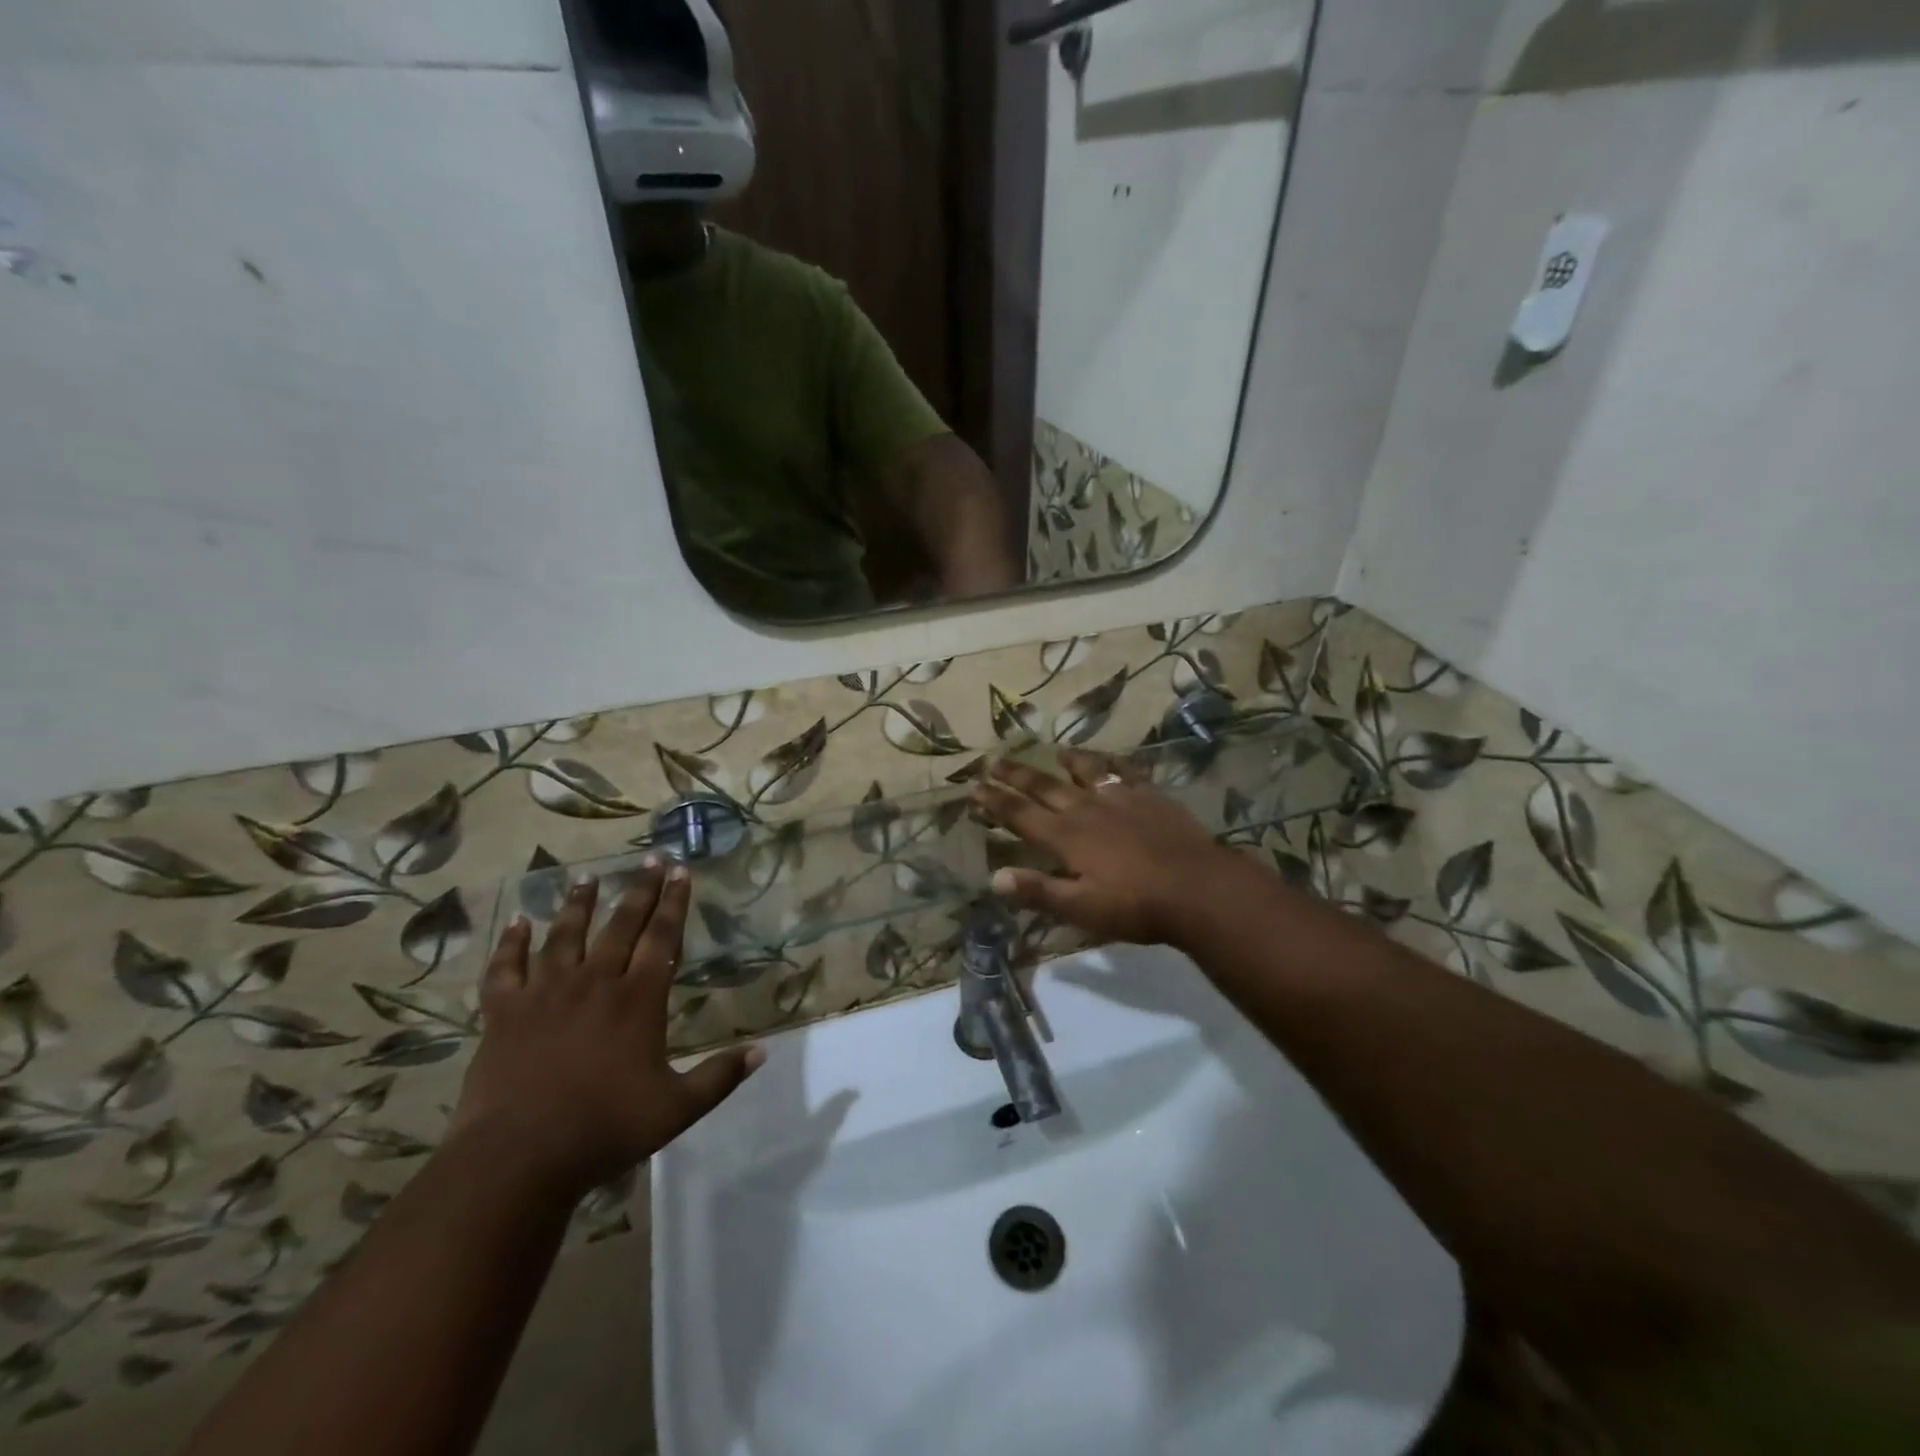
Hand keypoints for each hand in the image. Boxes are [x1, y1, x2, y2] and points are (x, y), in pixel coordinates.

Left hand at [447, 863, 762, 1201]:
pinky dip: (511, 943)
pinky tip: (518, 922)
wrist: (518, 1157)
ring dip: (578, 904)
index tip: (681, 871)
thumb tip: (762, 1052)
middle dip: (640, 889)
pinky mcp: (504, 1013)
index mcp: (638, 999)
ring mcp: (545, 994)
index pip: (663, 937)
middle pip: (621, 925)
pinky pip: (505, 968)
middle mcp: (595, 982)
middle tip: (650, 857)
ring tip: (587, 876)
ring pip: (565, 936)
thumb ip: (720, 1076)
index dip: (675, 902)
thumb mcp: (677, 1109)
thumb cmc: (605, 1129)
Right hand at [970, 751, 1244, 947]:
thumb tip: (994, 877)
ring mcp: (1120, 798)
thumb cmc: (1136, 905)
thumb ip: (1038, 891)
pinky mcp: (1150, 795)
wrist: (1199, 887)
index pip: (1020, 815)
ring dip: (1065, 761)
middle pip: (1044, 786)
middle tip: (993, 760)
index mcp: (1066, 836)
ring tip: (1053, 751)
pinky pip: (1124, 771)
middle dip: (1016, 774)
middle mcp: (1086, 809)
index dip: (994, 801)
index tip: (974, 787)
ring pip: (1084, 771)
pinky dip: (1111, 763)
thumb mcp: (1081, 908)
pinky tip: (1109, 760)